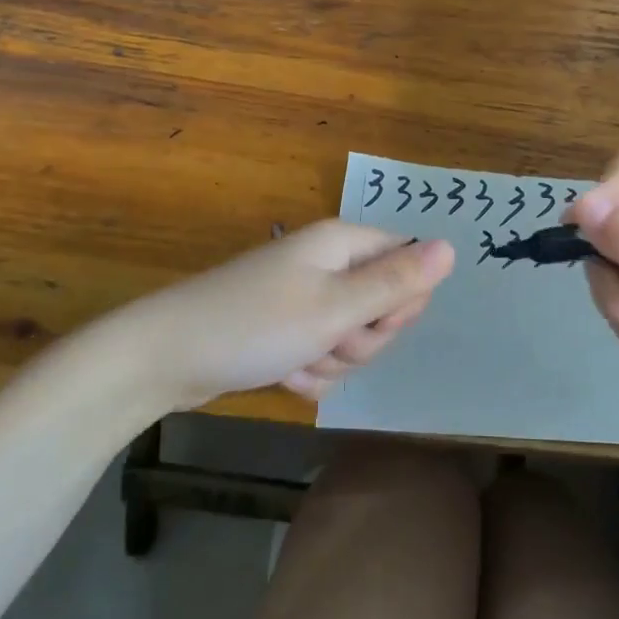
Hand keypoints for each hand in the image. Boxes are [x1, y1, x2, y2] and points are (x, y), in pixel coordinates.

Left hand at [115, 221, 454, 409]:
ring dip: (333, 360)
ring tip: (297, 361)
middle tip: (328, 342)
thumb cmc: (255, 324)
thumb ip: (396, 282)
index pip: (408, 262)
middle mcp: (328, 262)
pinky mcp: (285, 327)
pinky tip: (281, 375)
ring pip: (353, 336)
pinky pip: (322, 352)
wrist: (165, 357)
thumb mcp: (334, 308)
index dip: (403, 300)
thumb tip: (453, 247)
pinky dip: (309, 370)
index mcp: (343, 243)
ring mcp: (305, 296)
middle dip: (363, 337)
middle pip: (383, 303)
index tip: (372, 322)